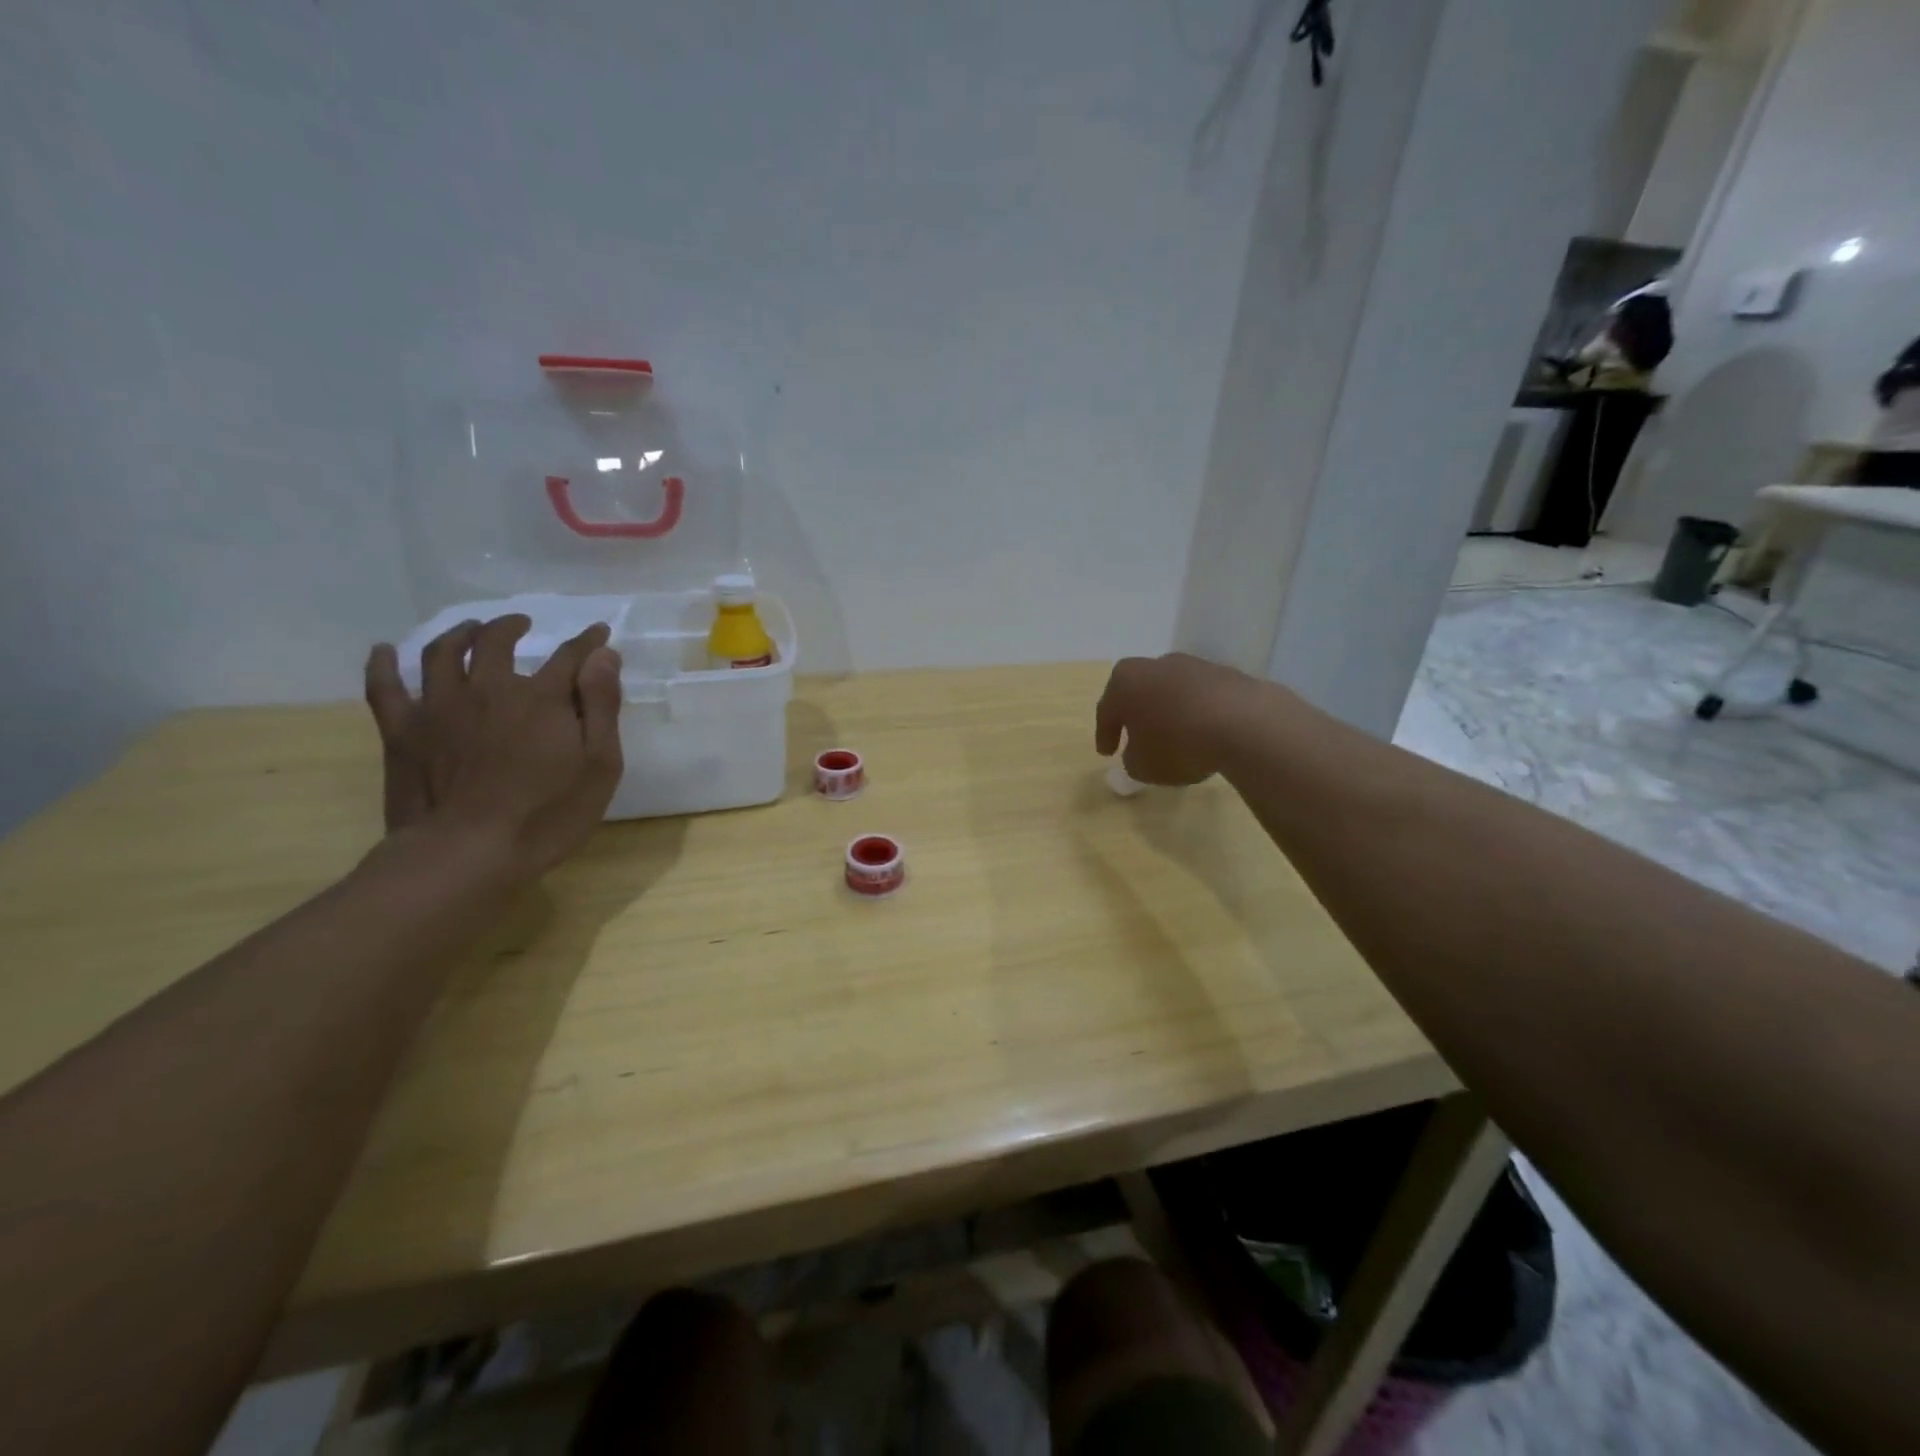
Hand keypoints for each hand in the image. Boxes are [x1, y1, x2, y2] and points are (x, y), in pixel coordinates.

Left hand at [363, 615, 623, 876]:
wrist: (468, 853)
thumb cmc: (548, 814)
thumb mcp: (599, 764)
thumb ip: (601, 706)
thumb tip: (603, 656)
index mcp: (540, 698)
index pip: (570, 656)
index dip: (588, 642)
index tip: (599, 633)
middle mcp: (488, 689)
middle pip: (496, 642)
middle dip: (511, 626)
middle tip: (521, 623)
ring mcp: (439, 707)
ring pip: (442, 653)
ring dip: (458, 634)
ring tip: (469, 630)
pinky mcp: (402, 731)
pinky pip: (385, 688)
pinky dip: (383, 665)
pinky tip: (384, 652)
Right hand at [1094, 653, 1261, 785]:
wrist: (1244, 724)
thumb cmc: (1177, 744)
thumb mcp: (1143, 766)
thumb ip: (1133, 759)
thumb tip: (1139, 753)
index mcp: (1126, 681)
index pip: (1107, 709)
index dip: (1105, 734)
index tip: (1107, 753)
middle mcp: (1156, 665)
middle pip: (1140, 692)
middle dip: (1137, 716)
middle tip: (1136, 740)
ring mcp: (1194, 666)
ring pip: (1173, 692)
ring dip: (1170, 714)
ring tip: (1176, 740)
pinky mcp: (1227, 674)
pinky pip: (1203, 698)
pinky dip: (1199, 714)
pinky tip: (1205, 735)